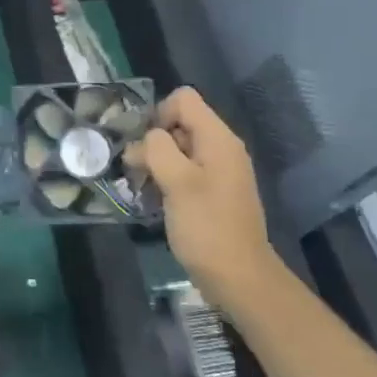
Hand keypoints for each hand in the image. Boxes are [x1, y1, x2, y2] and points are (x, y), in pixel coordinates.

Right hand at [128, 87, 283, 311]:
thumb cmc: (207, 227)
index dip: (159, 114)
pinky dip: (166, 179)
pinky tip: (155, 200)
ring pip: (178, 149)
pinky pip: (184, 171)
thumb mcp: (177, 183)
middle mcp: (221, 148)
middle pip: (179, 123)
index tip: (146, 147)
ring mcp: (218, 171)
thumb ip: (158, 149)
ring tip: (142, 188)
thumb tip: (146, 139)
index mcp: (218, 139)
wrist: (239, 277)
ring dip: (156, 163)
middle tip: (137, 171)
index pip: (183, 99)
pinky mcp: (212, 192)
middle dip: (153, 141)